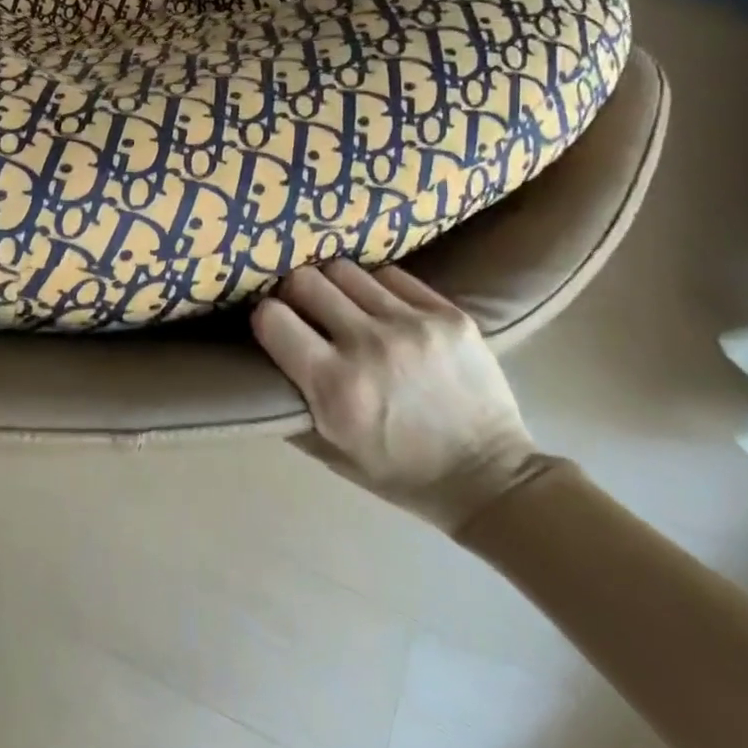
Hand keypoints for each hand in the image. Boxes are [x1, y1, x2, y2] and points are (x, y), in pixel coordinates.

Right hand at [252, 261, 543, 531]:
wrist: (491, 479)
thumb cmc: (397, 472)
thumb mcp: (328, 451)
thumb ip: (288, 401)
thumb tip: (256, 356)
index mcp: (334, 387)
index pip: (271, 317)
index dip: (265, 319)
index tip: (273, 327)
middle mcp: (369, 346)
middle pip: (304, 280)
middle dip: (294, 294)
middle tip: (303, 310)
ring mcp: (412, 325)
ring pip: (344, 269)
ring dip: (334, 286)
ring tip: (342, 306)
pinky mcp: (448, 315)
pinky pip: (391, 274)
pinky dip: (376, 287)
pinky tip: (381, 308)